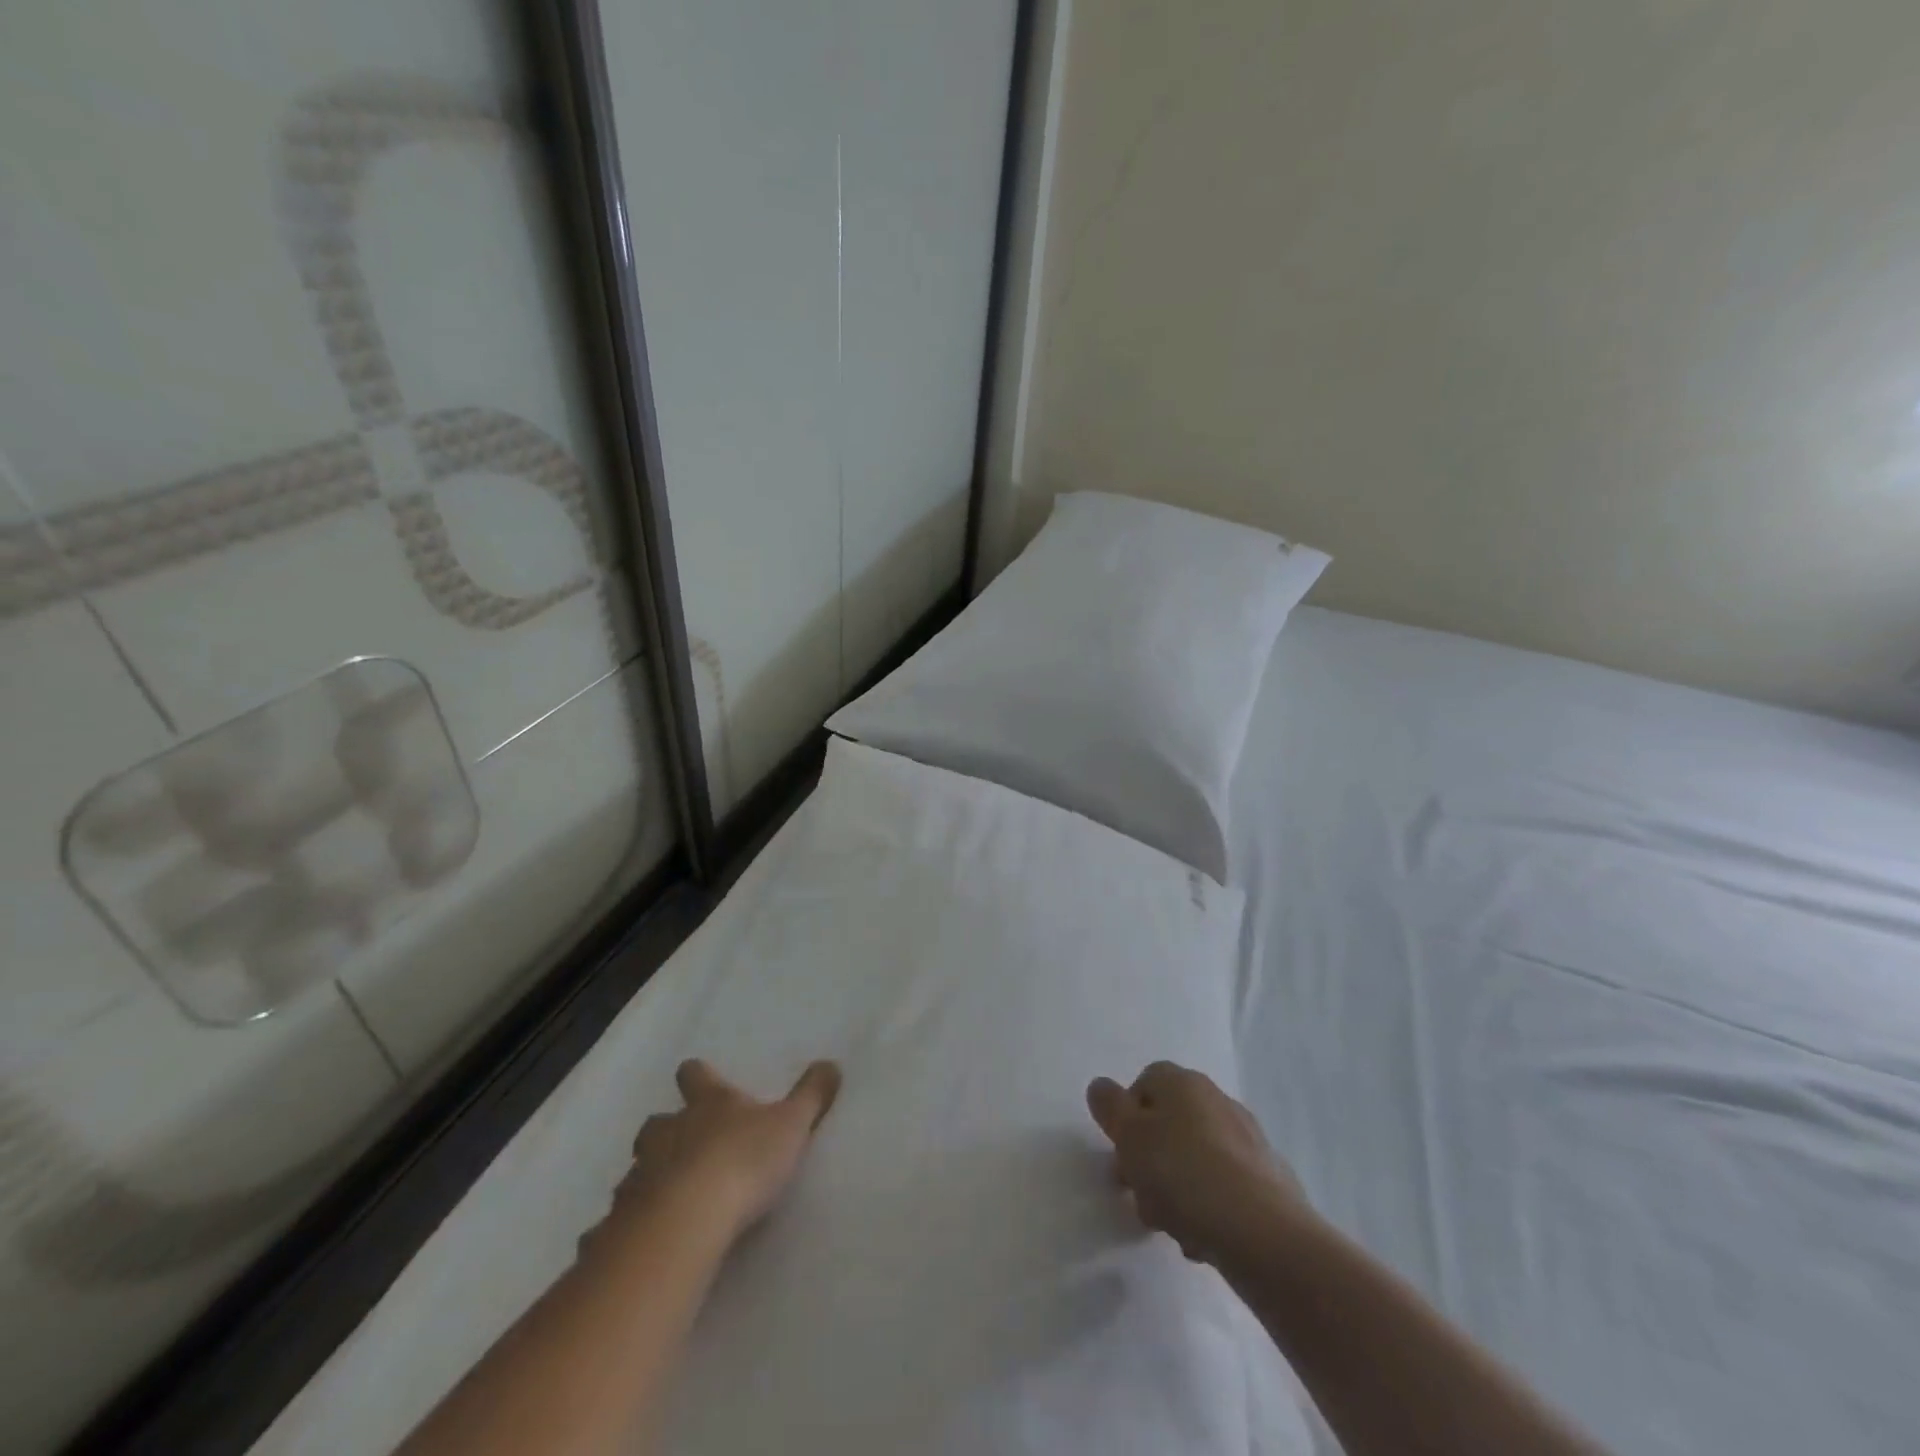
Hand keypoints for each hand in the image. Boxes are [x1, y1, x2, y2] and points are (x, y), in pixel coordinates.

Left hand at [593, 1059, 841, 1249]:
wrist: (688, 1218)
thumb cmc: (744, 1160)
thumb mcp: (792, 1124)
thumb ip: (812, 1095)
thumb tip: (831, 1062)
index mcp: (708, 1106)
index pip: (696, 1076)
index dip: (698, 1075)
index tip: (698, 1075)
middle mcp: (668, 1133)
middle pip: (656, 1123)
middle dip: (665, 1131)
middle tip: (681, 1147)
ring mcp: (640, 1176)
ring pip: (636, 1170)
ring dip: (647, 1178)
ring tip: (664, 1198)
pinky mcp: (622, 1222)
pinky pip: (618, 1223)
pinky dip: (625, 1227)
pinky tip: (636, 1244)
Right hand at [1087, 1061, 1309, 1266]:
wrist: (1261, 1230)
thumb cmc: (1181, 1172)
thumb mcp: (1128, 1135)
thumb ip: (1109, 1106)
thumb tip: (1101, 1087)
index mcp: (1183, 1082)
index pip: (1145, 1082)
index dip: (1127, 1116)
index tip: (1122, 1151)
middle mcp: (1217, 1099)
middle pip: (1170, 1123)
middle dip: (1150, 1158)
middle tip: (1139, 1193)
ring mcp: (1247, 1139)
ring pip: (1195, 1158)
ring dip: (1177, 1188)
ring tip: (1171, 1225)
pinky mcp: (1268, 1179)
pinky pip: (1224, 1187)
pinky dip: (1208, 1206)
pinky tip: (1201, 1237)